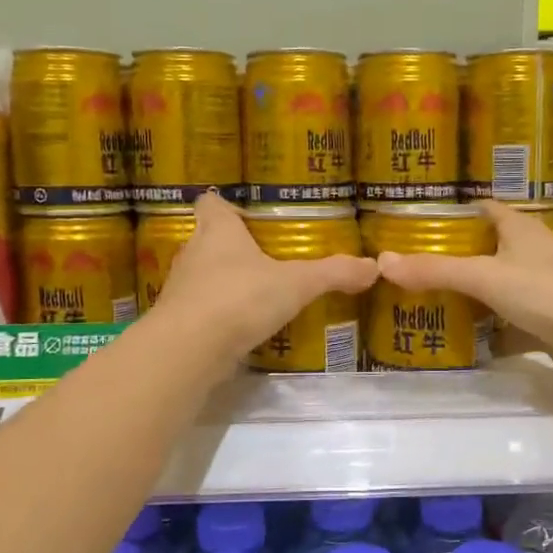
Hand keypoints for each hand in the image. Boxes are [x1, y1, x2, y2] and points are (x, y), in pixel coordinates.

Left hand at [149, 193, 377, 369]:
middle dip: (233, 247)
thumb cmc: (239, 299)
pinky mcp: (178, 321)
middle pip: (208, 239)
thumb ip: (333, 273)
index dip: (226, 204)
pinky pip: (201, 309)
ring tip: (257, 293)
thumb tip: (374, 267)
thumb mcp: (296, 284)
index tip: (247, 214)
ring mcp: (181, 289)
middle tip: (265, 256)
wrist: (188, 350)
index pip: (211, 202)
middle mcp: (193, 253)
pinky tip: (242, 327)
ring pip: (203, 276)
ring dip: (224, 282)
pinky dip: (219, 314)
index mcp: (218, 230)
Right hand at [374, 200, 552, 380]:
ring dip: (469, 300)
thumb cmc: (547, 291)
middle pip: (485, 252)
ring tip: (425, 306)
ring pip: (496, 292)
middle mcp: (530, 255)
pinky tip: (460, 345)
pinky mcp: (546, 325)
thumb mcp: (485, 276)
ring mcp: (540, 292)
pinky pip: (508, 328)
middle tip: (412, 272)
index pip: (483, 210)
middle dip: (453, 262)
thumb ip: (436, 270)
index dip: (454, 214)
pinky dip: (488, 336)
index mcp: (519, 230)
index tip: (418, 226)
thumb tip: (382, 262)